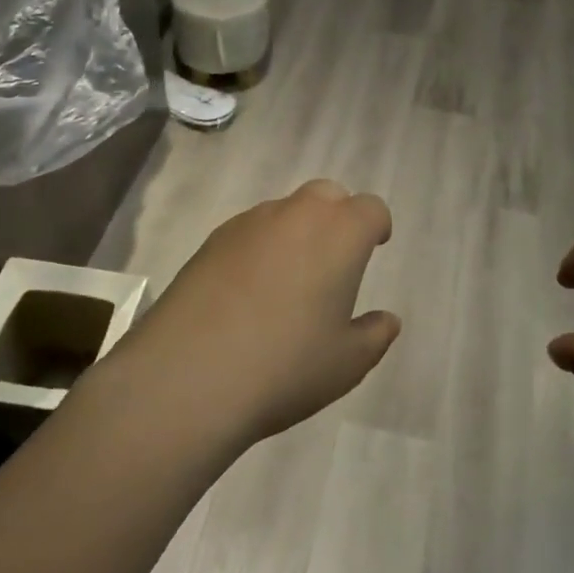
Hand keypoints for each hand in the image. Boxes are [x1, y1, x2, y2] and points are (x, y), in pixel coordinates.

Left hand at [110, 180, 400, 454]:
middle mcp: (297, 215)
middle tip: (334, 259)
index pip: (370, 208)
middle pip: (327, 195)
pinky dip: (260, 248)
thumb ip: (374, 335)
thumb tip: (387, 320)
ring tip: (288, 281)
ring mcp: (249, 223)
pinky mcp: (211, 241)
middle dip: (337, 217)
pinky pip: (249, 232)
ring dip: (296, 232)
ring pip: (285, 211)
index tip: (376, 245)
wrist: (186, 377)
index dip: (376, 225)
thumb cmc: (284, 367)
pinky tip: (248, 292)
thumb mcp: (346, 363)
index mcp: (339, 234)